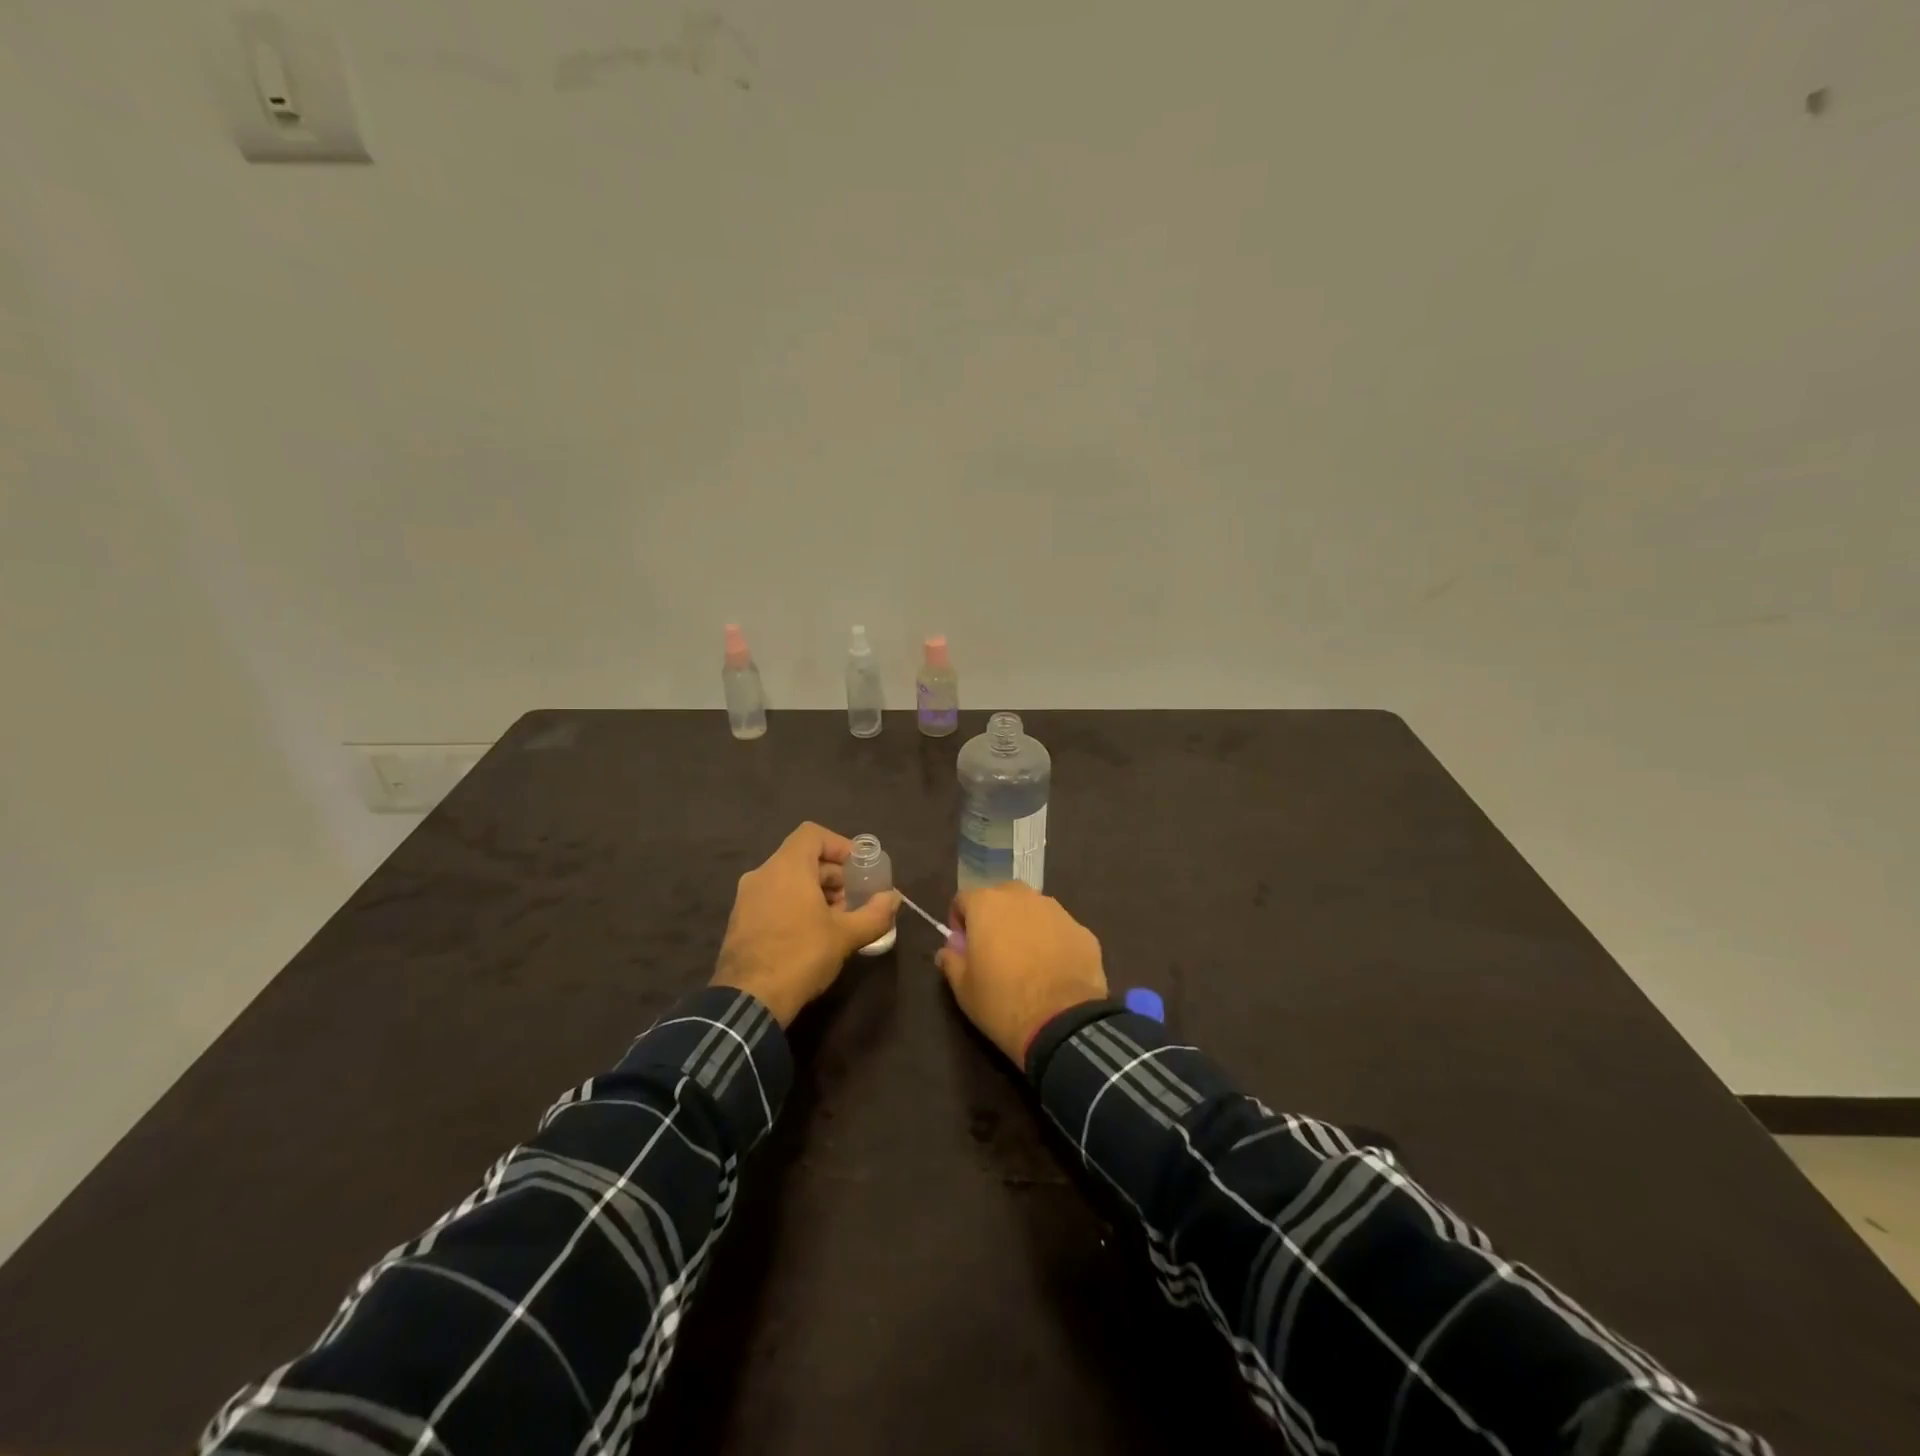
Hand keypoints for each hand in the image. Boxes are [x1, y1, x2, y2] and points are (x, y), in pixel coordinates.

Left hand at [711, 822, 900, 1025]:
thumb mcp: (845, 935)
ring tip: (836, 921)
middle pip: (802, 858)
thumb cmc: (800, 956)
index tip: (858, 868)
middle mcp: (762, 874)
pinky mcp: (740, 921)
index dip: (839, 845)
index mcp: (786, 868)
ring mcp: (746, 899)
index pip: (812, 834)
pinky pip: (773, 899)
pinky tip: (811, 935)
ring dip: (815, 893)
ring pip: (787, 880)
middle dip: (832, 875)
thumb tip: (894, 898)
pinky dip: (795, 905)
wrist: (748, 1001)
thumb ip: (874, 914)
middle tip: (853, 900)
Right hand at [935, 882, 1106, 1064]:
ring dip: (1025, 925)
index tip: (963, 947)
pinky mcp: (1083, 930)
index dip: (959, 921)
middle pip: (1001, 896)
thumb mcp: (963, 988)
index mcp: (987, 904)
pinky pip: (1059, 929)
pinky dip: (1053, 941)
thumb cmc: (1002, 1002)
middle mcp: (1023, 897)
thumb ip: (951, 961)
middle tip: (994, 950)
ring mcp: (1057, 911)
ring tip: (1027, 960)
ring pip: (1033, 909)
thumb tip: (948, 950)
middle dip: (994, 916)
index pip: (963, 898)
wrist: (1063, 1023)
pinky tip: (1054, 970)